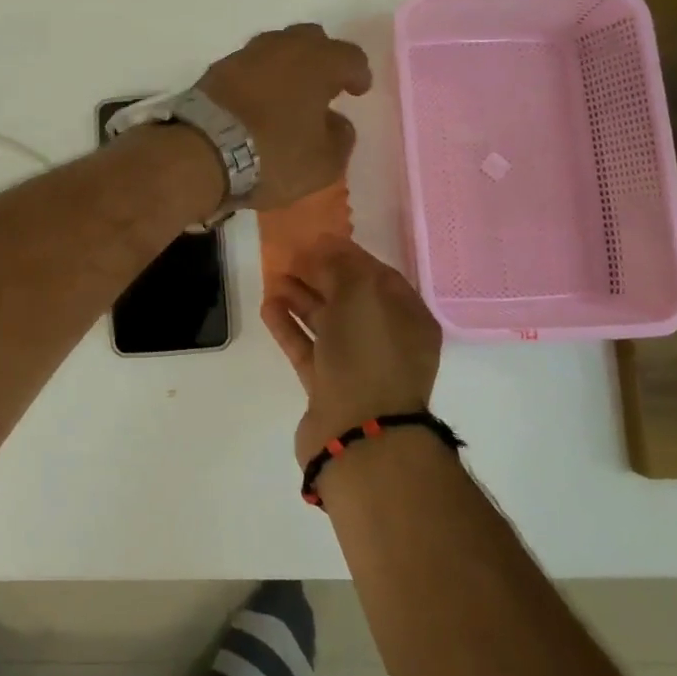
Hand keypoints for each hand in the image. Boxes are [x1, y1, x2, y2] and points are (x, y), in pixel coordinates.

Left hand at [195, 24, 371, 210]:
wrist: (201, 152)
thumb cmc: (273, 156)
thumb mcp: (323, 162)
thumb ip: (340, 138)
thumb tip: (335, 122)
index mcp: (317, 62)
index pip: (349, 56)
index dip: (358, 73)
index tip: (357, 90)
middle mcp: (282, 48)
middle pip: (310, 39)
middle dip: (322, 58)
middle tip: (325, 84)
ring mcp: (245, 55)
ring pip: (275, 48)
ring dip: (287, 65)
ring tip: (289, 92)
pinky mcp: (215, 70)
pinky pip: (248, 66)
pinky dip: (259, 77)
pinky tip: (257, 100)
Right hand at [262, 239, 443, 463]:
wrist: (360, 433)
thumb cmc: (369, 353)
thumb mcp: (360, 294)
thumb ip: (342, 264)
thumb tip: (328, 244)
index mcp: (408, 318)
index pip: (378, 276)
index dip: (347, 256)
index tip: (316, 241)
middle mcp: (387, 342)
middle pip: (350, 300)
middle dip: (320, 277)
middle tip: (289, 258)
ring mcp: (358, 368)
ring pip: (327, 325)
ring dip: (300, 300)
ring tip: (273, 279)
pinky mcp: (329, 389)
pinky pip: (308, 350)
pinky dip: (290, 329)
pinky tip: (268, 308)